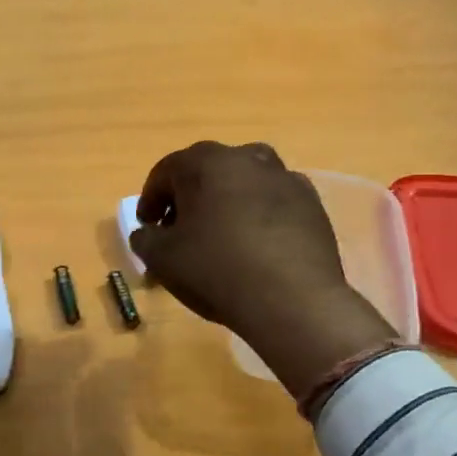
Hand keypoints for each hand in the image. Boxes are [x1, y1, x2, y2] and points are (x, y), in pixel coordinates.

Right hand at [128, 141, 396, 400]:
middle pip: (207, 171)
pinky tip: (257, 245)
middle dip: (190, 197)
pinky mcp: (311, 202)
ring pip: (244, 182)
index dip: (151, 199)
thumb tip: (147, 232)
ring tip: (221, 235)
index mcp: (204, 162)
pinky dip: (260, 215)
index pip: (166, 172)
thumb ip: (146, 239)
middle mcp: (245, 157)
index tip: (147, 224)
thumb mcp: (162, 259)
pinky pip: (274, 202)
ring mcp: (284, 177)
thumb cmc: (216, 270)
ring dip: (227, 201)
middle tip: (180, 229)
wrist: (292, 298)